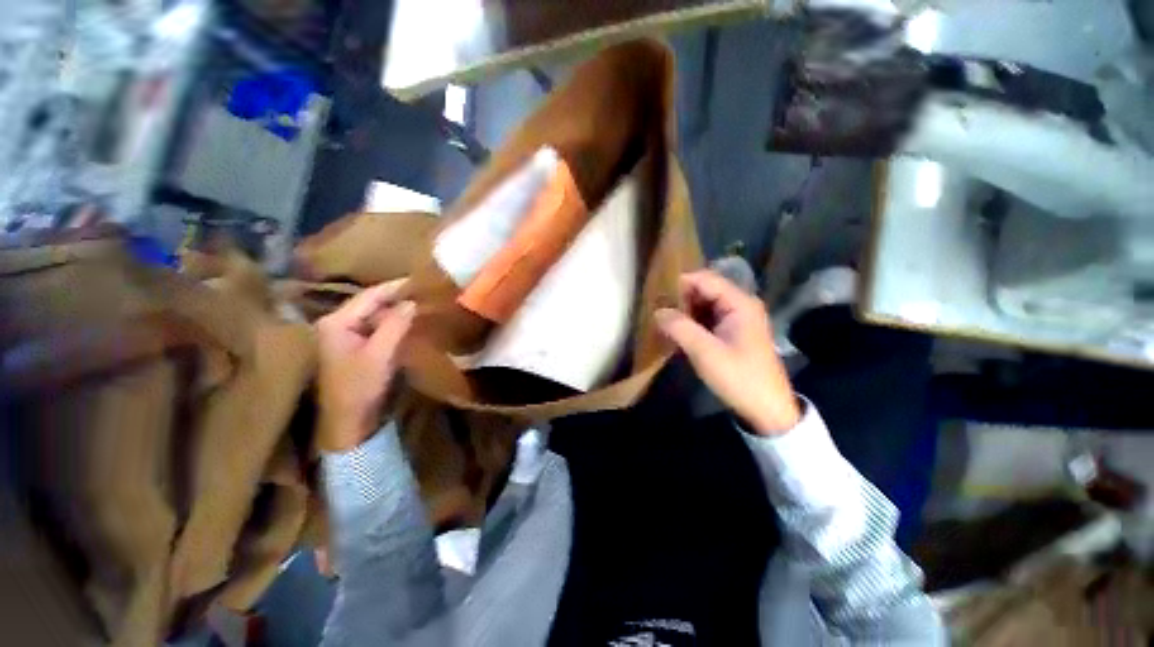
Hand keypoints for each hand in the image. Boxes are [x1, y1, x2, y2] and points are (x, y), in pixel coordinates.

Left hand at [316, 279, 415, 451]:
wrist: (348, 420)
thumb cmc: (360, 386)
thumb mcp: (380, 354)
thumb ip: (395, 325)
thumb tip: (411, 303)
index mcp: (336, 322)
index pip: (369, 296)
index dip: (394, 287)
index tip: (417, 280)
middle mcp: (336, 323)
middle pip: (369, 303)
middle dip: (394, 297)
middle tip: (420, 290)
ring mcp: (343, 335)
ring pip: (372, 314)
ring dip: (393, 309)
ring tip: (417, 302)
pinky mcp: (352, 346)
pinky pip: (373, 326)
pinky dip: (390, 322)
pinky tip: (405, 321)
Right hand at [655, 270, 799, 435]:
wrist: (766, 409)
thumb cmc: (739, 377)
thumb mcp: (705, 352)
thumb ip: (680, 327)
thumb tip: (657, 312)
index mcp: (739, 303)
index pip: (705, 280)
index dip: (680, 283)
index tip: (656, 294)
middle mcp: (740, 305)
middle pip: (705, 290)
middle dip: (681, 299)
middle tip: (658, 311)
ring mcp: (738, 319)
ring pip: (705, 305)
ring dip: (685, 312)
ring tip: (664, 322)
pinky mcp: (733, 332)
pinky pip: (708, 318)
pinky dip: (693, 322)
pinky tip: (679, 332)